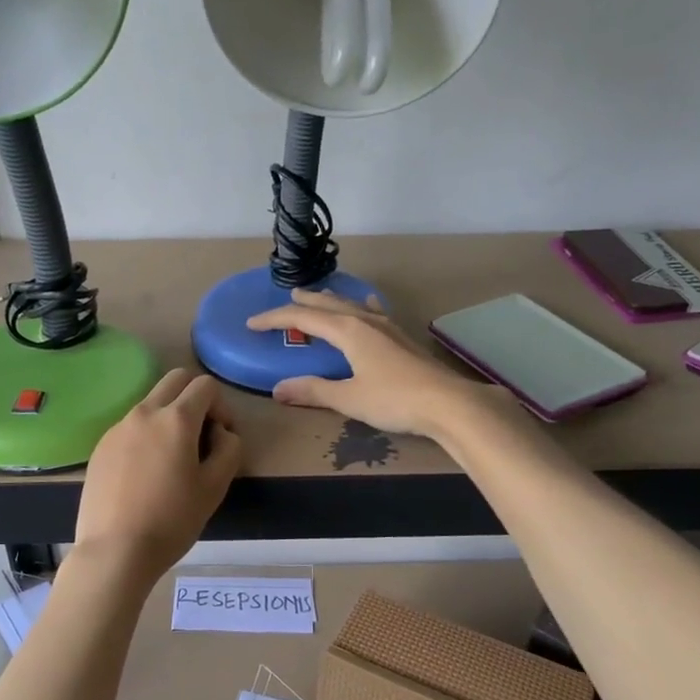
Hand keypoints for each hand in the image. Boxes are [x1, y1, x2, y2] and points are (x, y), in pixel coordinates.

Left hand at [75, 369, 241, 578]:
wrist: (115, 550)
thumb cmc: (172, 520)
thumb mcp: (215, 487)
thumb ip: (229, 448)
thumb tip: (221, 432)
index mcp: (176, 419)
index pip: (205, 385)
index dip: (222, 405)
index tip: (221, 437)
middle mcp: (144, 412)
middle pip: (174, 380)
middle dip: (194, 397)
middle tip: (200, 435)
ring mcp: (118, 428)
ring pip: (150, 402)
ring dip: (168, 416)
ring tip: (171, 459)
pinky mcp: (101, 447)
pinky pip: (130, 426)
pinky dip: (146, 435)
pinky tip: (145, 474)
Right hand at [245, 288, 499, 438]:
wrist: (448, 403)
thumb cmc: (394, 399)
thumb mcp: (348, 398)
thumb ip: (313, 391)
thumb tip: (279, 389)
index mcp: (347, 330)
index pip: (302, 318)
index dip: (275, 319)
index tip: (252, 324)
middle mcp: (365, 320)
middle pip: (327, 304)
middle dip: (304, 302)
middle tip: (286, 298)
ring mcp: (387, 326)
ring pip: (350, 305)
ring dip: (331, 301)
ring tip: (319, 296)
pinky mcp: (402, 337)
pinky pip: (373, 312)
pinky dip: (360, 306)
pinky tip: (367, 305)